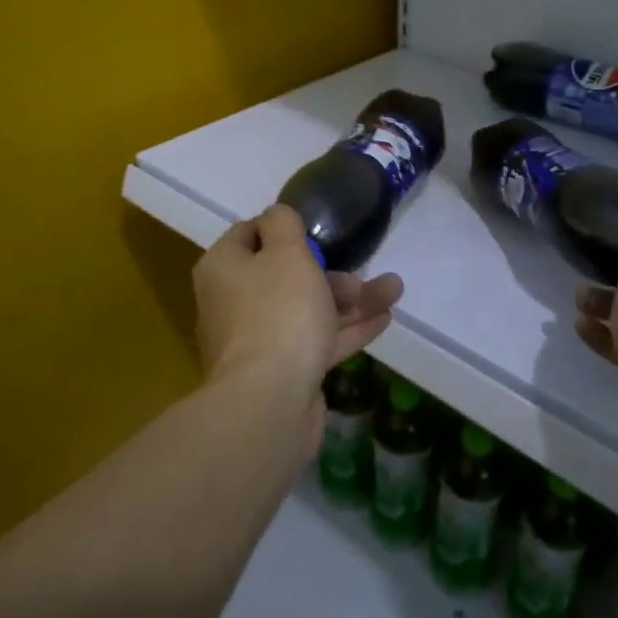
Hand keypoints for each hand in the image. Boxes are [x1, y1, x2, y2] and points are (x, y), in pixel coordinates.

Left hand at [193, 205, 403, 399]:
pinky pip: (315, 341)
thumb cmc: (278, 312)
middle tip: (360, 273)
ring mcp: (257, 341)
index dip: (283, 229)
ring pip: (306, 310)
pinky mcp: (281, 372)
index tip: (317, 231)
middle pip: (282, 275)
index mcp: (224, 268)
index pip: (248, 234)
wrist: (270, 402)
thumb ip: (283, 224)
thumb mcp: (286, 252)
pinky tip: (384, 319)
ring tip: (393, 291)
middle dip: (329, 272)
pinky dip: (346, 329)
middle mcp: (233, 302)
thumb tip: (277, 215)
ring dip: (349, 300)